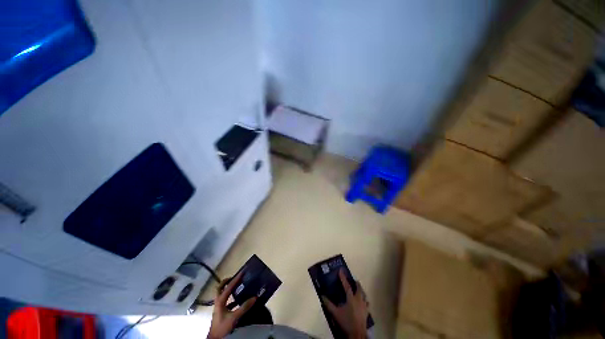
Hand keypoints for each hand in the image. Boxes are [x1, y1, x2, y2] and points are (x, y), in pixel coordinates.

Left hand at [207, 272, 256, 338]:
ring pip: (223, 294)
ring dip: (229, 289)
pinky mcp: (221, 312)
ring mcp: (219, 307)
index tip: (242, 272)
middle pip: (220, 288)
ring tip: (238, 286)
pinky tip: (239, 300)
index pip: (228, 287)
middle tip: (235, 277)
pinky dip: (232, 299)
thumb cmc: (222, 327)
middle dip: (227, 281)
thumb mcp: (234, 317)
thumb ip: (244, 307)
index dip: (236, 279)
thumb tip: (255, 297)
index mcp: (220, 301)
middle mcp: (218, 302)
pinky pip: (227, 302)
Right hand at [322, 269, 368, 338]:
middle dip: (356, 283)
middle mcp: (359, 300)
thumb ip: (329, 304)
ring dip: (361, 291)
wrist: (357, 333)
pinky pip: (367, 303)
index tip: (341, 270)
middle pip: (359, 288)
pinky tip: (363, 301)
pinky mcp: (367, 312)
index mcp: (351, 298)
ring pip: (364, 295)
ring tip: (358, 289)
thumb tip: (322, 296)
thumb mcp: (335, 313)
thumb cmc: (346, 322)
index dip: (343, 277)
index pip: (346, 285)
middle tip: (353, 280)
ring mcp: (364, 306)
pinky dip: (365, 300)